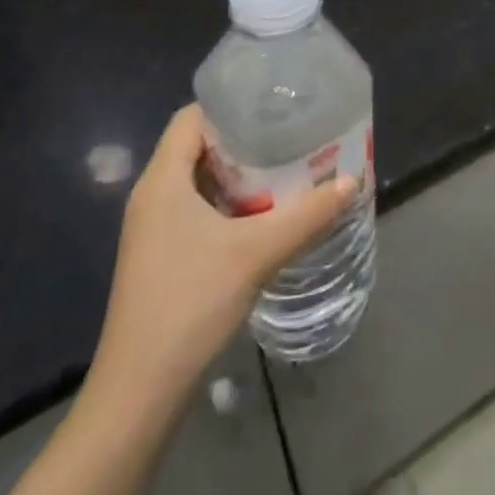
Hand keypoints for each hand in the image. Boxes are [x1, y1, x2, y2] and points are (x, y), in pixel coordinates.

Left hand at [86, 105, 354, 414]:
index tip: (275, 104)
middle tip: (293, 133)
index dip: (231, 104)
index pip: (191, 117)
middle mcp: (153, 196)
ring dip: (241, 172)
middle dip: (245, 137)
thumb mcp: (258, 252)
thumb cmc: (192, 303)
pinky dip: (231, 201)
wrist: (141, 390)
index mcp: (163, 181)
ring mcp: (154, 228)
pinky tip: (267, 212)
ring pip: (200, 180)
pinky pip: (198, 208)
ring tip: (288, 165)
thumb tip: (353, 179)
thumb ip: (308, 214)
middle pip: (198, 146)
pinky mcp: (163, 254)